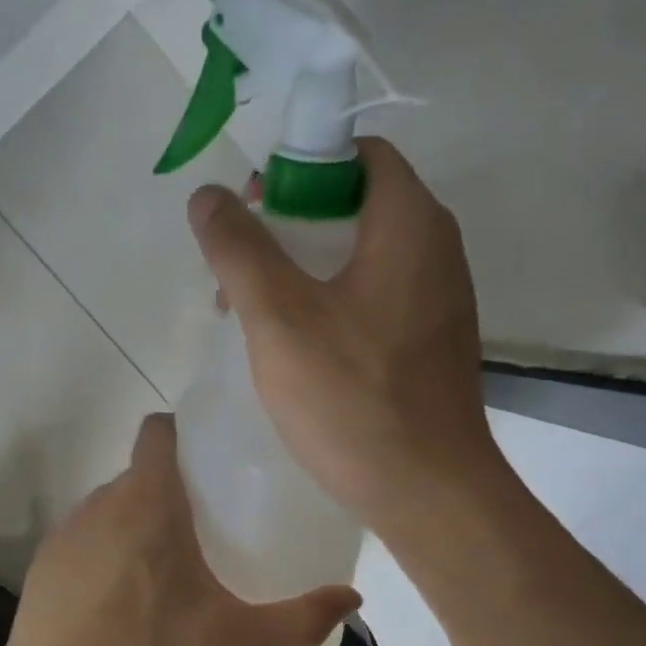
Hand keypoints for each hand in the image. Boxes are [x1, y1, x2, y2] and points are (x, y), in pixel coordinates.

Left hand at [2, 414, 359, 645]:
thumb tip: (352, 600)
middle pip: (143, 473)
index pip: (159, 430)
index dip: (186, 433)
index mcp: (149, 501)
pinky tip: (125, 601)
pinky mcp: (46, 564)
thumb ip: (300, 620)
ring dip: (141, 524)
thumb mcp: (236, 643)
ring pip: (114, 507)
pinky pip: (88, 539)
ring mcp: (68, 532)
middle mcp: (103, 502)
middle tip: (212, 526)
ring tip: (171, 567)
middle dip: (175, 489)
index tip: (216, 460)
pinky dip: (109, 553)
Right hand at [188, 138, 501, 533]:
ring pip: (361, 259)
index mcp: (410, 223)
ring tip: (253, 316)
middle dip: (290, 228)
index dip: (298, 169)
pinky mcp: (430, 345)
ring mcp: (438, 302)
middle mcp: (436, 250)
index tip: (252, 210)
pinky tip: (296, 351)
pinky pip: (374, 302)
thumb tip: (207, 196)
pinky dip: (331, 306)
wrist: (427, 491)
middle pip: (356, 206)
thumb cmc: (352, 397)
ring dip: (305, 273)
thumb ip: (240, 250)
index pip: (357, 155)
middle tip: (240, 271)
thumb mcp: (279, 318)